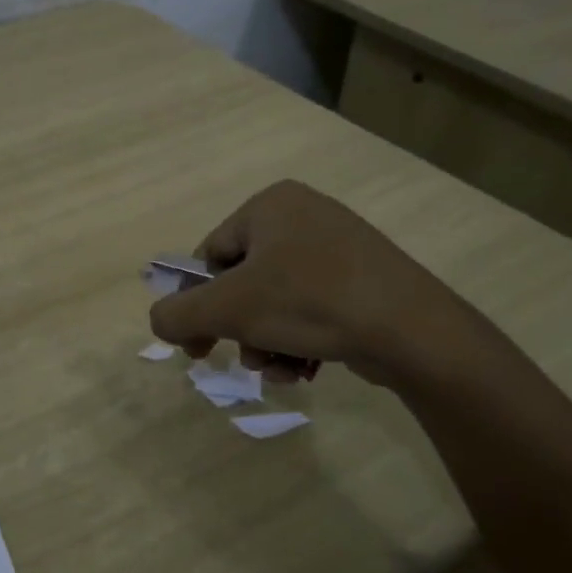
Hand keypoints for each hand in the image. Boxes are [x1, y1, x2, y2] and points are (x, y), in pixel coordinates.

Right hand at [149, 180, 483, 388]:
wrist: (411, 328)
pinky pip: (311, 308)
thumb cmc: (309, 302)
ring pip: (277, 302)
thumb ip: (178, 315)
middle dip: (240, 329)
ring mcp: (337, 246)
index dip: (196, 304)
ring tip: (280, 367)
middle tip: (244, 360)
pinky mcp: (362, 279)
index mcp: (269, 205)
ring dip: (267, 341)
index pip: (210, 255)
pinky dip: (299, 339)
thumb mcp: (228, 309)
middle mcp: (303, 215)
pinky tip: (305, 367)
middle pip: (244, 282)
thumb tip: (160, 322)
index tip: (195, 347)